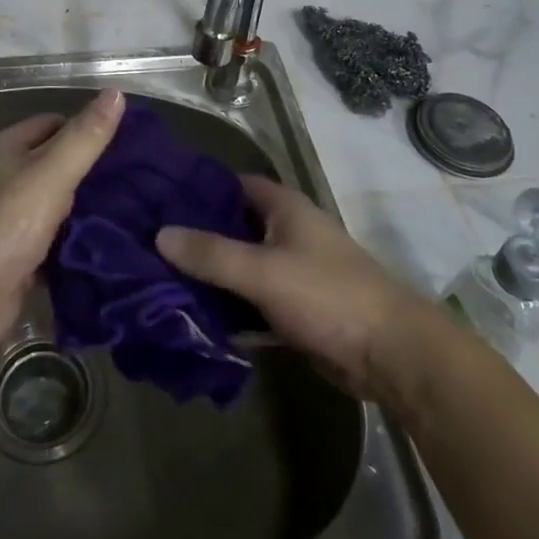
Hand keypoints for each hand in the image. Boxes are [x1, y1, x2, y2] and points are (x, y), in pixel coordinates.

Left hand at [0, 90, 125, 347]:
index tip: (120, 144)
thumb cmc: (8, 223)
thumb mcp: (53, 172)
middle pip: (48, 163)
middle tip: (128, 179)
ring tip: (122, 210)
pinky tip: (97, 243)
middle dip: (84, 170)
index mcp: (1, 148)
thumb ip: (86, 135)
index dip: (82, 129)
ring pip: (48, 203)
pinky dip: (67, 240)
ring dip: (77, 208)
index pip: (49, 123)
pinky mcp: (7, 255)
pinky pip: (45, 238)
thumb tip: (116, 91)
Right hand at [156, 175, 428, 397]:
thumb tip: (160, 234)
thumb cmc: (327, 295)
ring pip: (241, 267)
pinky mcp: (295, 309)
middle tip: (148, 243)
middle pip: (233, 226)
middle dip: (197, 236)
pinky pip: (252, 302)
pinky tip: (193, 317)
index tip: (158, 198)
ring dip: (210, 276)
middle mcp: (287, 232)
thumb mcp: (263, 272)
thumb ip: (212, 254)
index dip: (199, 188)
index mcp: (284, 208)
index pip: (233, 184)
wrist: (390, 354)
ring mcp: (292, 272)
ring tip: (158, 280)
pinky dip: (230, 308)